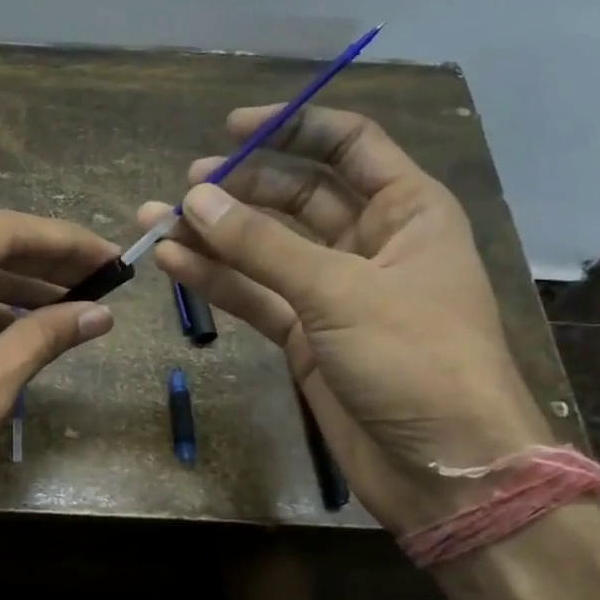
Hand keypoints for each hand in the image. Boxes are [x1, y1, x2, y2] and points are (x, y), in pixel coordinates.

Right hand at [139, 105, 549, 530]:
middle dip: (240, 189)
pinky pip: (255, 295)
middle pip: (297, 196)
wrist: (444, 470)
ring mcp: (333, 292)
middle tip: (184, 190)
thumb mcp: (341, 291)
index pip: (348, 145)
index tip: (232, 128)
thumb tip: (194, 198)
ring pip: (265, 250)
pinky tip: (172, 264)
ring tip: (154, 221)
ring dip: (214, 236)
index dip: (293, 128)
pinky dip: (216, 281)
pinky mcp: (305, 337)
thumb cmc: (417, 360)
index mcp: (407, 210)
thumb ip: (262, 245)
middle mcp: (370, 242)